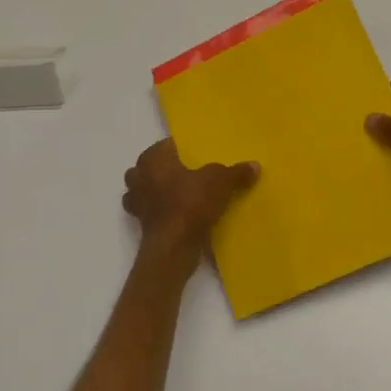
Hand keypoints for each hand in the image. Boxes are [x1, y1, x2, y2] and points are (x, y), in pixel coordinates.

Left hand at [122, 140, 258, 254]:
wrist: (173, 246)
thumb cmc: (191, 203)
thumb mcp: (220, 182)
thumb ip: (236, 172)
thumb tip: (254, 165)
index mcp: (153, 159)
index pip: (165, 144)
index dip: (181, 148)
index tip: (196, 155)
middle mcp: (139, 176)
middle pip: (150, 166)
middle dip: (164, 169)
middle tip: (188, 173)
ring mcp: (136, 202)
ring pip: (144, 190)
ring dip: (157, 191)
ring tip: (180, 194)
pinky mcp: (141, 224)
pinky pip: (150, 212)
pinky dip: (159, 212)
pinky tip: (177, 216)